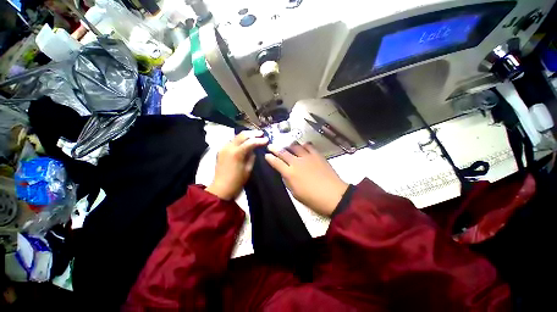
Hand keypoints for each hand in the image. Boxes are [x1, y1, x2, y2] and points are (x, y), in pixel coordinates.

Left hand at [206, 130, 268, 199]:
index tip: (267, 139)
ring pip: (236, 136)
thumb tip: (254, 150)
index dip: (260, 140)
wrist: (221, 188)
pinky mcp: (221, 150)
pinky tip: (245, 141)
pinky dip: (240, 139)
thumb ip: (252, 157)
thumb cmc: (237, 181)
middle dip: (253, 133)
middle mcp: (229, 147)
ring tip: (255, 135)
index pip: (250, 142)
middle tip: (261, 133)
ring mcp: (224, 148)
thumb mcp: (248, 169)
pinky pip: (232, 141)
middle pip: (242, 135)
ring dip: (246, 135)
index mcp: (237, 153)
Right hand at [265, 142, 348, 215]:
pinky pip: (308, 146)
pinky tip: (302, 146)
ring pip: (295, 146)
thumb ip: (288, 181)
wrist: (333, 195)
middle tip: (270, 146)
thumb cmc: (312, 198)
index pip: (276, 162)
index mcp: (289, 173)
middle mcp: (296, 162)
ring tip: (286, 146)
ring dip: (288, 145)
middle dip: (275, 148)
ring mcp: (307, 157)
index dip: (269, 158)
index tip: (266, 155)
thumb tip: (284, 173)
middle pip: (283, 152)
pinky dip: (303, 145)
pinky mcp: (317, 155)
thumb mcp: (295, 193)